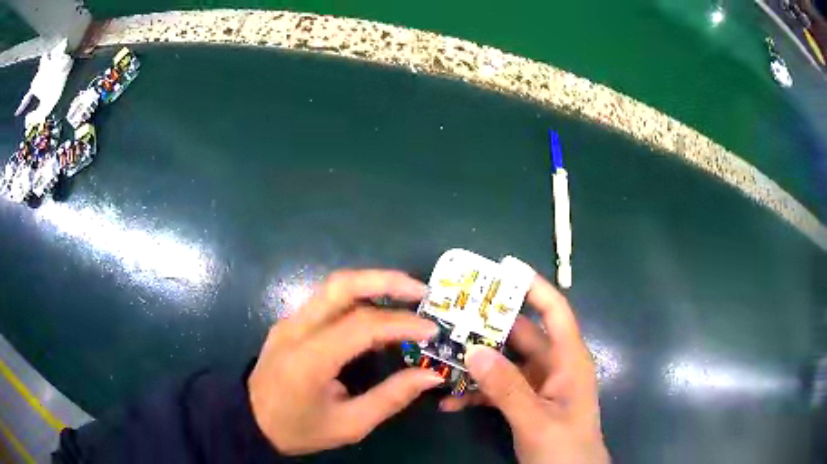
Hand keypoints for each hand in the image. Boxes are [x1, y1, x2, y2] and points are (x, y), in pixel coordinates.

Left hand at [248, 270, 443, 454]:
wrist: (249, 420)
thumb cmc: (299, 428)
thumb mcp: (349, 425)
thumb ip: (390, 398)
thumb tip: (429, 375)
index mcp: (309, 359)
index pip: (361, 325)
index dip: (401, 323)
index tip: (432, 329)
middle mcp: (296, 329)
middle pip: (342, 285)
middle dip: (386, 280)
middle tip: (422, 292)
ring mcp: (289, 321)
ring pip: (334, 286)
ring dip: (373, 284)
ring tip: (407, 297)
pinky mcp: (290, 322)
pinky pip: (327, 301)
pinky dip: (358, 299)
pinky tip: (378, 315)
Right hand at [441, 275, 609, 463]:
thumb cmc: (565, 447)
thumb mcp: (536, 419)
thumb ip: (507, 388)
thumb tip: (475, 351)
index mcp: (568, 360)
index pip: (555, 312)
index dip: (534, 288)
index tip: (504, 269)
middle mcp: (553, 367)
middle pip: (521, 336)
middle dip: (488, 327)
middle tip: (452, 316)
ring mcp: (537, 386)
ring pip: (504, 364)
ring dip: (476, 364)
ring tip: (440, 357)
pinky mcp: (524, 403)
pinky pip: (498, 390)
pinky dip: (475, 393)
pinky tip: (448, 402)